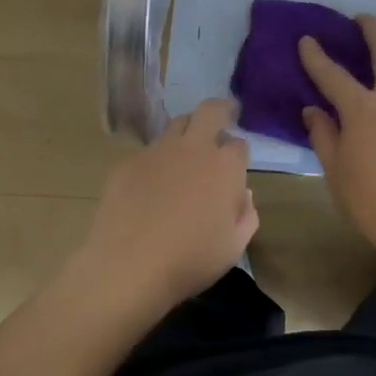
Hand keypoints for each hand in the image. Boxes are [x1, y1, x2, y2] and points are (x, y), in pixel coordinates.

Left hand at [81, 98, 256, 311]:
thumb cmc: (190, 260)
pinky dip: (157, 158)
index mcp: (225, 167)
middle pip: (210, 111)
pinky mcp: (129, 162)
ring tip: (186, 149)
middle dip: (220, 109)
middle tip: (222, 116)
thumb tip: (243, 195)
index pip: (239, 144)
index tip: (236, 164)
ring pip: (177, 123)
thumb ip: (246, 216)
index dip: (239, 152)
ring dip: (187, 130)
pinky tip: (151, 183)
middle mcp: (194, 148)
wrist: (129, 265)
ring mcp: (158, 151)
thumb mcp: (234, 247)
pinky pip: (149, 150)